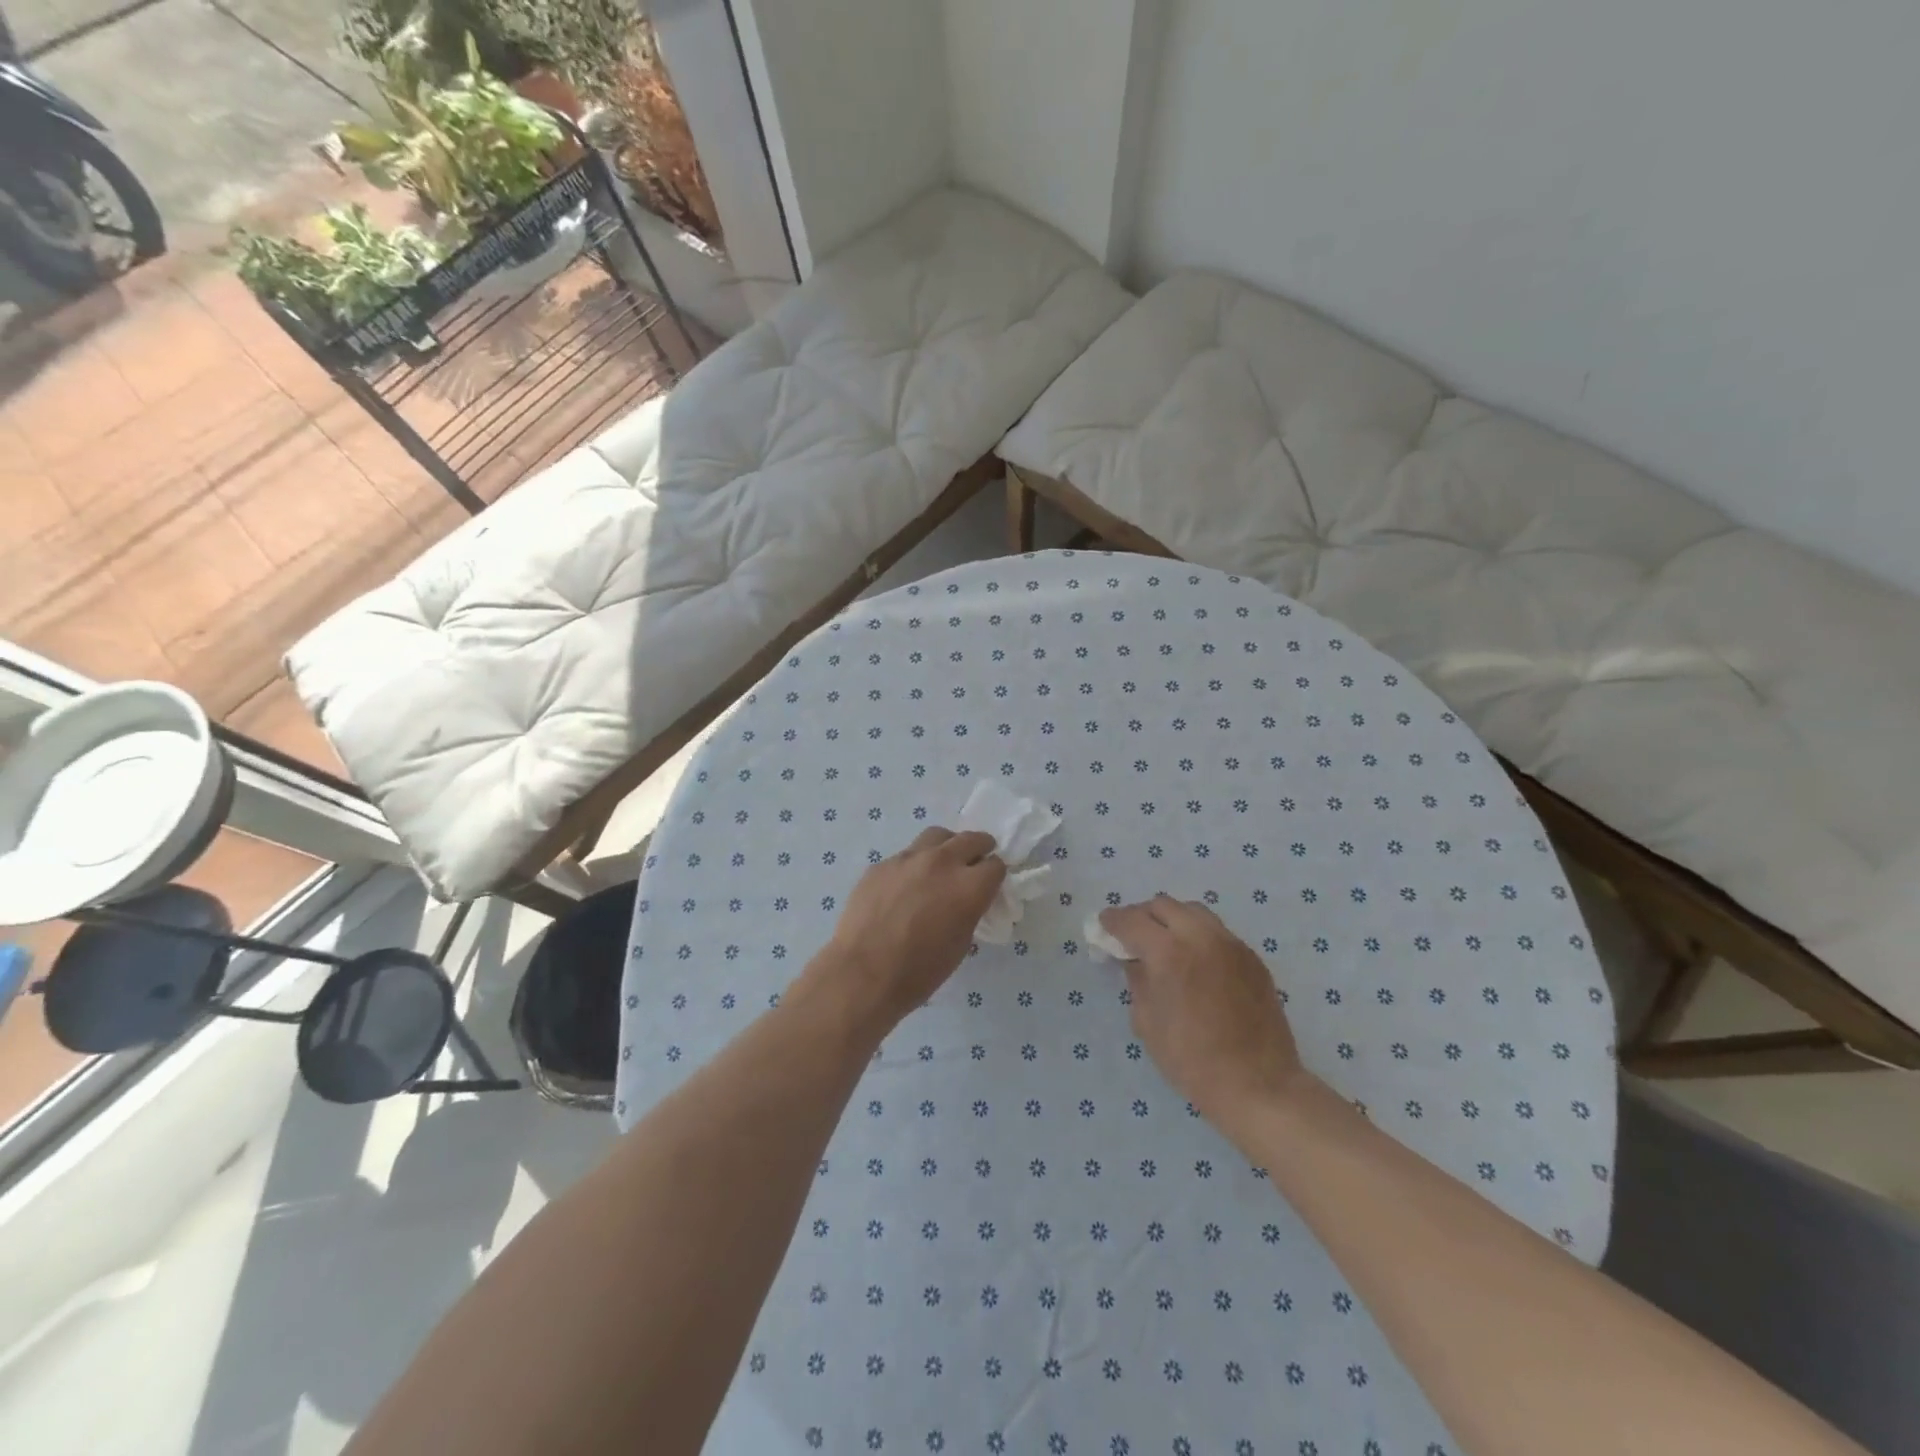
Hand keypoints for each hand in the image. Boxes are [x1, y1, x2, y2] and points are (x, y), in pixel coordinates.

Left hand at [809, 827, 1006, 1033]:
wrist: (863, 973)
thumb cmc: (919, 971)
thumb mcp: (960, 943)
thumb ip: (969, 911)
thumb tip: (967, 900)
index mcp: (968, 886)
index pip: (995, 865)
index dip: (995, 876)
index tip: (989, 885)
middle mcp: (942, 862)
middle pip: (971, 839)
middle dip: (979, 849)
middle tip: (975, 862)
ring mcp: (908, 859)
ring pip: (937, 836)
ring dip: (947, 847)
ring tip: (942, 864)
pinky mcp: (882, 864)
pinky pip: (906, 855)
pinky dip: (914, 865)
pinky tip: (905, 887)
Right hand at [1098, 894, 1312, 1145]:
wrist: (1258, 1085)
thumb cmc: (1192, 1060)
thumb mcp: (1146, 1022)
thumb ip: (1137, 980)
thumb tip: (1133, 960)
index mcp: (1168, 952)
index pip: (1131, 920)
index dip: (1112, 921)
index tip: (1103, 926)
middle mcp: (1201, 937)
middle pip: (1163, 905)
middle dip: (1142, 916)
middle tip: (1132, 936)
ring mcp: (1231, 944)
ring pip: (1194, 912)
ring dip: (1172, 920)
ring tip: (1164, 943)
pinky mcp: (1252, 958)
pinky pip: (1217, 932)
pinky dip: (1198, 935)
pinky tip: (1195, 961)